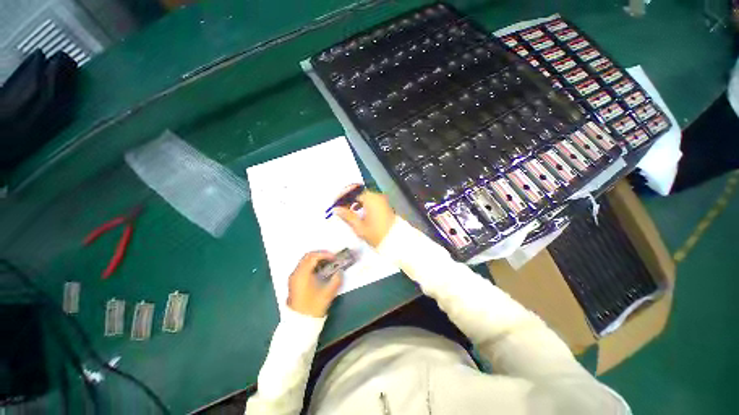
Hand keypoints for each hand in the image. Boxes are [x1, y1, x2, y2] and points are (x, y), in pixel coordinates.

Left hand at [287, 251, 341, 317]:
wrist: (299, 323)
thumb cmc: (313, 307)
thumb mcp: (327, 294)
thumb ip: (336, 280)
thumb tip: (340, 271)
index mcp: (302, 274)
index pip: (313, 257)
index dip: (325, 254)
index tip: (335, 258)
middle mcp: (296, 273)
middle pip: (308, 256)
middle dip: (321, 255)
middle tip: (332, 258)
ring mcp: (294, 277)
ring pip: (305, 261)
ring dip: (317, 260)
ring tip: (328, 263)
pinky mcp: (294, 282)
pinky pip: (303, 267)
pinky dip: (312, 265)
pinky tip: (321, 271)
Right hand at [334, 185, 395, 247]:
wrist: (395, 241)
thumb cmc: (376, 234)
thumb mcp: (359, 227)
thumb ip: (347, 216)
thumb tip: (336, 209)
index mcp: (370, 199)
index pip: (352, 192)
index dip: (342, 197)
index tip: (335, 203)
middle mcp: (377, 196)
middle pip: (358, 192)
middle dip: (347, 198)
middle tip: (339, 206)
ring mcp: (381, 200)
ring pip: (364, 196)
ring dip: (354, 200)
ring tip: (346, 209)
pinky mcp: (383, 205)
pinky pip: (370, 200)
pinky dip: (362, 203)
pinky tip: (357, 210)